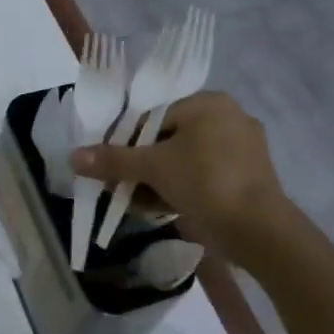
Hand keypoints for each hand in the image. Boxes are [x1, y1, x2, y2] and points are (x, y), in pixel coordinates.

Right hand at [70, 91, 286, 257]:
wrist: (260, 230)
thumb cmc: (205, 182)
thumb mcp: (153, 167)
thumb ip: (113, 160)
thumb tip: (73, 156)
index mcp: (208, 103)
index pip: (153, 116)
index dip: (125, 142)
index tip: (108, 166)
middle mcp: (228, 118)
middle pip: (167, 139)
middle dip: (141, 166)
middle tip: (119, 188)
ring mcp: (243, 150)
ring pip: (185, 160)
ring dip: (157, 181)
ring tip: (136, 203)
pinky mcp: (249, 178)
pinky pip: (204, 177)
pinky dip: (182, 189)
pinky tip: (162, 209)